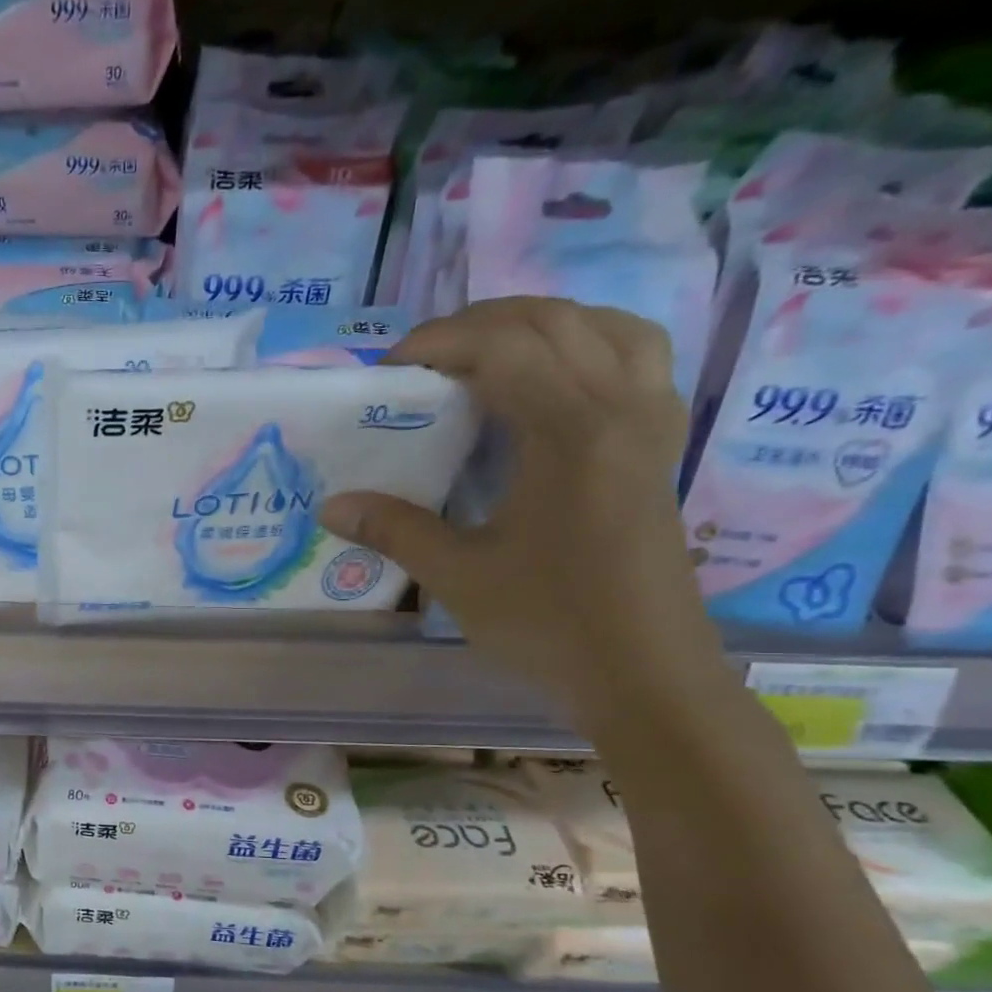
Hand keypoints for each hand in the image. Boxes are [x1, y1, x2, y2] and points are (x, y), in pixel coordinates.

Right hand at [318, 297, 726, 730]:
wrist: (644, 671)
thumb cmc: (549, 622)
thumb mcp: (457, 577)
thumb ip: (394, 530)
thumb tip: (330, 506)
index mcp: (570, 431)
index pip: (503, 346)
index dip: (437, 342)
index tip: (388, 371)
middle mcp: (620, 406)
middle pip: (552, 320)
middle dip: (477, 325)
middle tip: (422, 361)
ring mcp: (650, 421)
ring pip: (604, 327)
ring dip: (538, 325)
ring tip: (485, 356)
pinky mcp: (661, 444)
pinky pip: (635, 357)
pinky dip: (588, 344)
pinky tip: (553, 378)